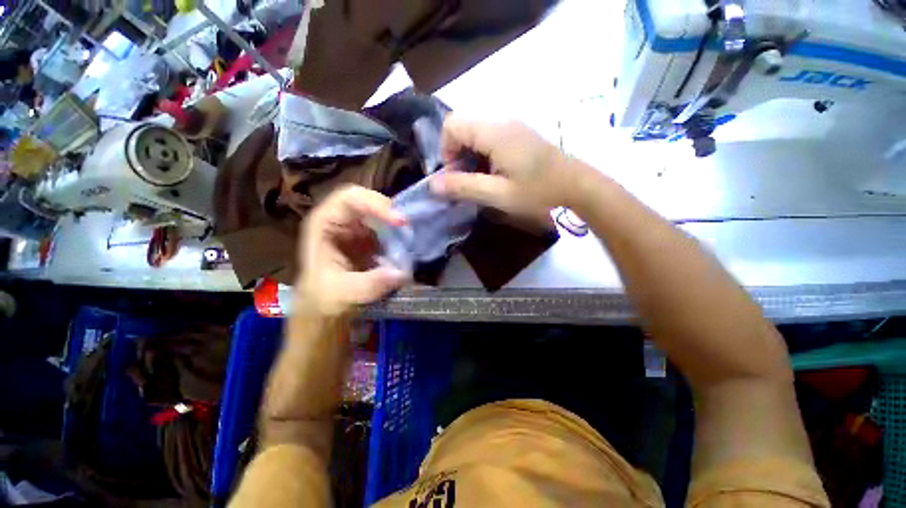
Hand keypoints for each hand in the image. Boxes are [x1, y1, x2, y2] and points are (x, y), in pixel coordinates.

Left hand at [296, 186, 408, 316]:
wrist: (323, 315)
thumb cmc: (322, 302)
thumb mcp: (343, 294)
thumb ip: (371, 283)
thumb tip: (402, 273)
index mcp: (324, 225)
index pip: (350, 199)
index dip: (375, 204)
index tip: (399, 222)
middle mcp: (340, 221)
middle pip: (368, 200)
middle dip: (390, 212)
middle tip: (408, 229)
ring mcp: (356, 230)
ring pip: (380, 214)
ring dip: (397, 226)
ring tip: (409, 241)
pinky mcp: (370, 241)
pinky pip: (388, 230)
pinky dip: (399, 237)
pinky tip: (405, 249)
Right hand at [430, 117, 578, 215]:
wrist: (575, 185)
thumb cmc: (538, 191)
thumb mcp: (498, 194)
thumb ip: (464, 187)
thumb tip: (433, 184)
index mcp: (494, 132)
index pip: (452, 124)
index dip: (445, 150)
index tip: (454, 176)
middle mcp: (501, 121)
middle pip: (463, 128)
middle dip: (456, 155)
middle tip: (467, 182)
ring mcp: (512, 126)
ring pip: (475, 133)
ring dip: (470, 157)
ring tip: (481, 181)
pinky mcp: (518, 134)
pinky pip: (489, 138)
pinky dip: (482, 155)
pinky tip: (494, 174)